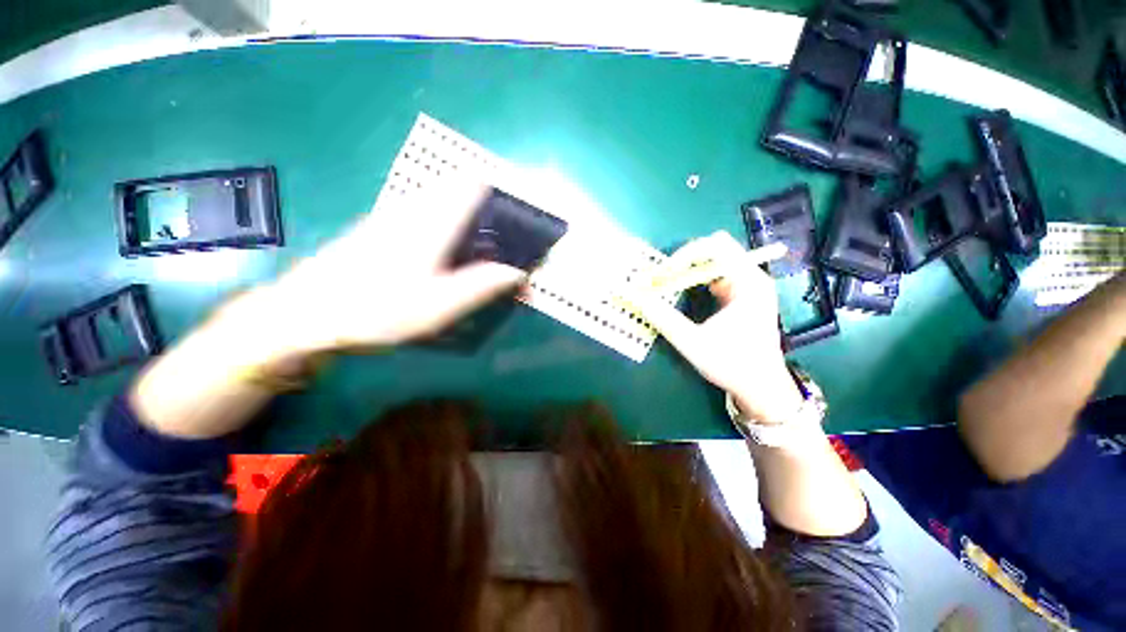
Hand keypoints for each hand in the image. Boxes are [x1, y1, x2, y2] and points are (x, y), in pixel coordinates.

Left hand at [245, 180, 526, 362]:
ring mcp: (395, 214)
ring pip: (444, 199)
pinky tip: (449, 254)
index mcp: (432, 221)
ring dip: (470, 215)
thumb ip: (482, 285)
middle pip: (461, 188)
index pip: (474, 184)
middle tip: (506, 241)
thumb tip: (519, 272)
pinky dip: (449, 223)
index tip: (519, 216)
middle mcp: (414, 208)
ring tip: (484, 251)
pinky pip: (427, 211)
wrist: (305, 313)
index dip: (501, 191)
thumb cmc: (376, 309)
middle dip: (490, 207)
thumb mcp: (439, 306)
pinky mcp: (383, 225)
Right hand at [629, 231, 804, 424]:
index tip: (664, 273)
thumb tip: (636, 298)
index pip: (716, 246)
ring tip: (667, 285)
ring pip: (714, 261)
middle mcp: (752, 278)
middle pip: (715, 249)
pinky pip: (715, 276)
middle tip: (662, 277)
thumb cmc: (733, 365)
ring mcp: (749, 286)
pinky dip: (694, 281)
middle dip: (684, 260)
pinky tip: (682, 294)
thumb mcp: (693, 342)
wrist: (762, 388)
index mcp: (749, 283)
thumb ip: (663, 318)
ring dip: (688, 271)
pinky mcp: (742, 295)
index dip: (685, 254)